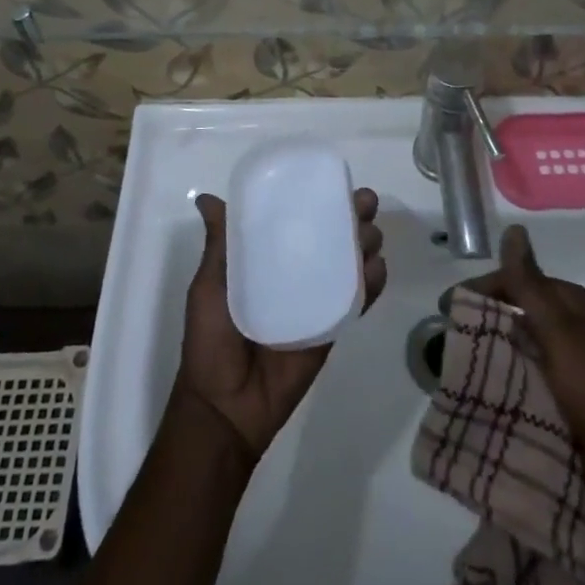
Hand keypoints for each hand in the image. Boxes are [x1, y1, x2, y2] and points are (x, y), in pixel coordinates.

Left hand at [173, 188, 386, 464]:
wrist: (225, 406)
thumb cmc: (211, 340)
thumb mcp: (208, 285)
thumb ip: (219, 244)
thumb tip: (206, 197)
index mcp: (266, 258)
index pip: (297, 219)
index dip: (318, 198)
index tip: (334, 179)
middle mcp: (295, 273)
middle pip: (330, 236)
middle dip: (352, 216)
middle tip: (364, 204)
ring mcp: (316, 300)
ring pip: (349, 263)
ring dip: (366, 244)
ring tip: (371, 235)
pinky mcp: (331, 328)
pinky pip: (356, 302)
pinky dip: (372, 284)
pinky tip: (378, 268)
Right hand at [467, 223, 584, 517]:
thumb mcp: (558, 330)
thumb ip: (529, 283)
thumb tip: (513, 228)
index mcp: (568, 304)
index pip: (515, 282)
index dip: (481, 291)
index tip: (446, 308)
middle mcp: (567, 330)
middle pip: (515, 316)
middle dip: (482, 325)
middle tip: (445, 342)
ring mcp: (566, 369)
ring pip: (518, 352)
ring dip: (490, 358)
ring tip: (454, 372)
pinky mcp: (565, 404)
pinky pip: (525, 385)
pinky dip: (503, 387)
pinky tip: (479, 398)